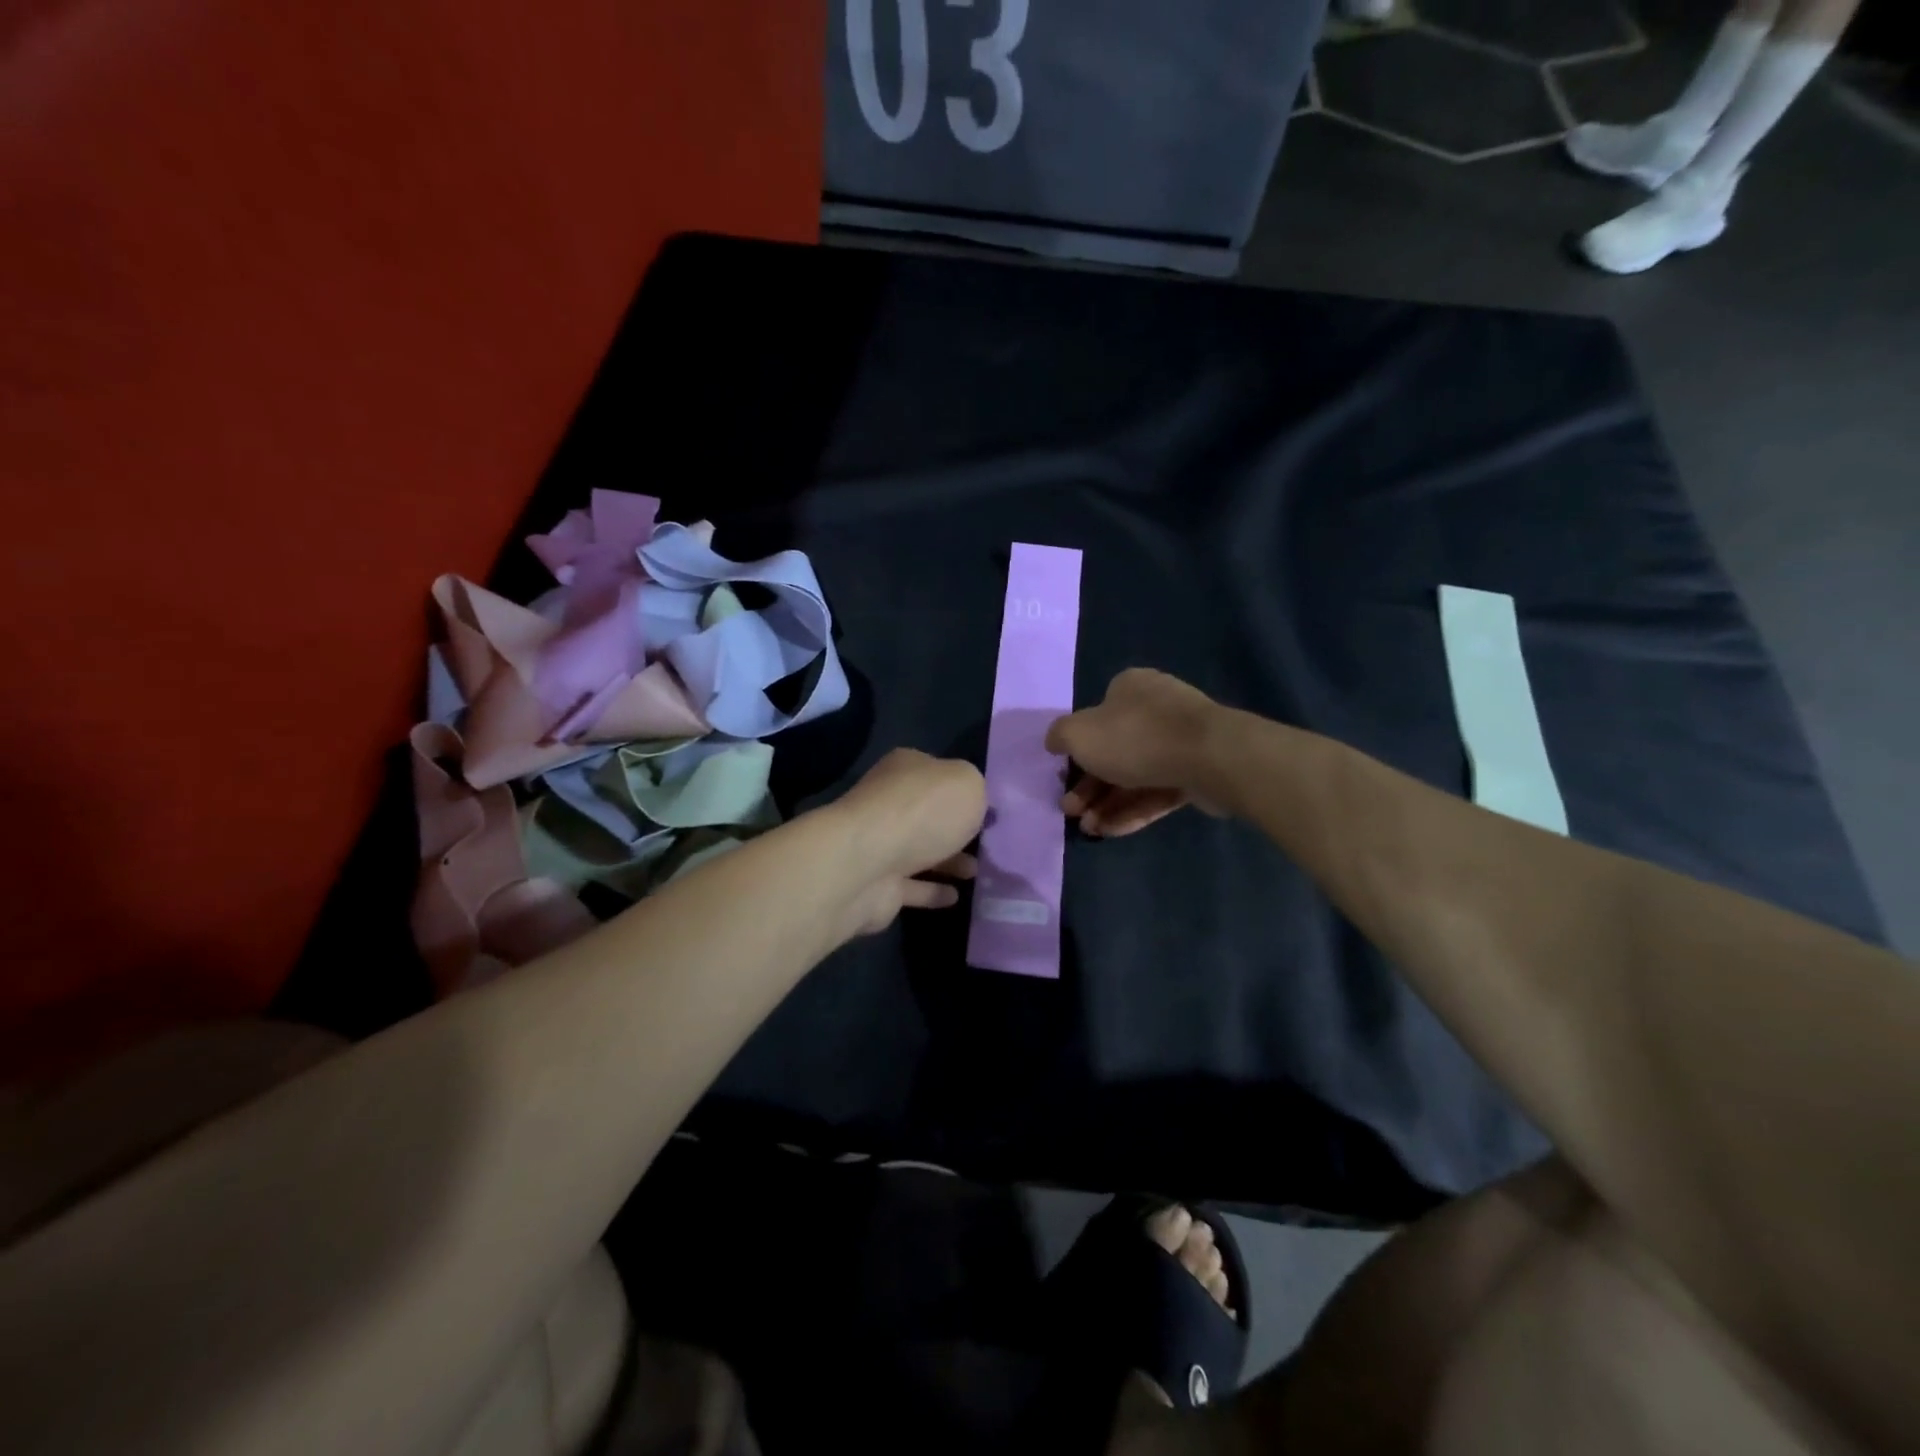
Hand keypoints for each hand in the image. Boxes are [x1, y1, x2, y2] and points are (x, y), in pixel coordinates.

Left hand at [827, 748, 984, 937]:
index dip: (961, 788)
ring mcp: (880, 845)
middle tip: (986, 842)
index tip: (987, 808)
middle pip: (927, 814)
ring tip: (977, 872)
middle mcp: (888, 803)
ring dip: (948, 861)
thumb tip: (971, 802)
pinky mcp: (878, 885)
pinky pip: (912, 887)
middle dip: (954, 828)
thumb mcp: (967, 783)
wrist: (868, 864)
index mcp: (905, 769)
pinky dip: (932, 891)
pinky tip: (956, 896)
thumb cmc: (922, 812)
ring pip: (920, 852)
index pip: (936, 772)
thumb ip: (975, 788)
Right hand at [1046, 668, 1224, 836]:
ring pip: (1135, 776)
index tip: (1063, 777)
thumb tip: (1054, 742)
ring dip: (1107, 803)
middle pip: (1113, 751)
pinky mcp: (1198, 773)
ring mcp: (1180, 742)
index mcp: (1129, 689)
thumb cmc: (1135, 737)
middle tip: (1071, 810)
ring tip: (1088, 829)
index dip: (1077, 749)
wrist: (1209, 757)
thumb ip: (1060, 736)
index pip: (1096, 717)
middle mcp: (1156, 710)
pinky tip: (1111, 831)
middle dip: (1089, 786)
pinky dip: (1133, 811)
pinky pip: (1158, 792)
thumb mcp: (1078, 734)